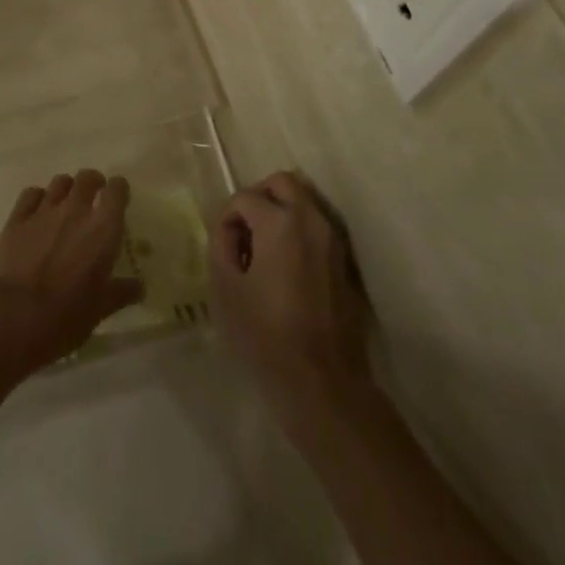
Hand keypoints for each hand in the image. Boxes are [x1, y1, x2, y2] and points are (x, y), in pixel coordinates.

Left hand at [0, 170, 142, 375]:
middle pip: (87, 177)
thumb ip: (121, 292)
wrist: (13, 316)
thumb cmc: (65, 316)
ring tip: (66, 205)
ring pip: (60, 182)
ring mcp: (44, 210)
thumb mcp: (100, 309)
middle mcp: (76, 210)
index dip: (119, 190)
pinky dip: (38, 198)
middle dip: (93, 183)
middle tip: (94, 198)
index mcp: (103, 229)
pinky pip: (31, 193)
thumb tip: (139, 287)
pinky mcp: (17, 218)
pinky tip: (38, 212)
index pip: (117, 190)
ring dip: (67, 189)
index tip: (119, 198)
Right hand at [210, 171, 372, 431]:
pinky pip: (316, 227)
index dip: (227, 219)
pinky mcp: (343, 260)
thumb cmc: (266, 333)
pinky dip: (297, 231)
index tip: (223, 248)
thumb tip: (230, 228)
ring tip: (263, 250)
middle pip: (282, 183)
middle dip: (258, 199)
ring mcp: (332, 239)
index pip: (244, 197)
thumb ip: (221, 244)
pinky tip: (284, 267)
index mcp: (279, 222)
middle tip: (243, 233)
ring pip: (303, 202)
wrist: (323, 380)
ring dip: (280, 213)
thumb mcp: (226, 288)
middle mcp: (311, 219)